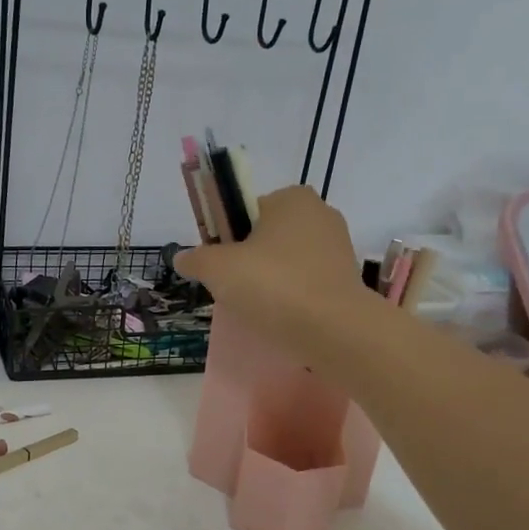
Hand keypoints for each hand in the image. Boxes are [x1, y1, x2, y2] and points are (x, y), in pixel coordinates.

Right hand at [176, 186, 375, 359]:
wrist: (335, 331)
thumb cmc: (274, 286)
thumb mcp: (219, 270)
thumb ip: (197, 259)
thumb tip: (181, 257)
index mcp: (291, 198)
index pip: (246, 210)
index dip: (227, 237)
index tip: (220, 266)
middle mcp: (320, 213)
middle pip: (266, 236)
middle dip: (248, 260)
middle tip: (234, 290)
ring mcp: (338, 247)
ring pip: (286, 261)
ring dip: (269, 281)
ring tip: (256, 308)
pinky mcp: (347, 279)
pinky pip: (306, 283)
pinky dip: (291, 296)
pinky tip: (280, 317)